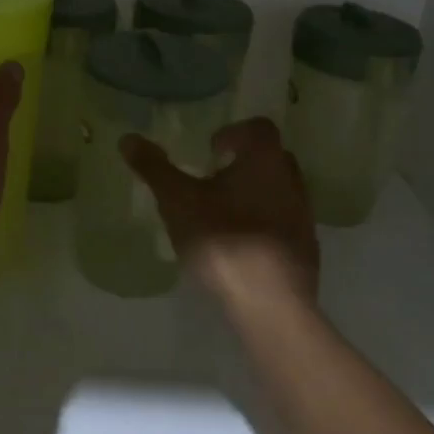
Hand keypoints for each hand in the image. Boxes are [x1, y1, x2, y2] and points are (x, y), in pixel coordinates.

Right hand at [121, 117, 318, 312]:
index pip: (258, 127)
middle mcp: (291, 180)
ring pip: (279, 190)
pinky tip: (239, 245)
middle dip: (244, 162)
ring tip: (223, 214)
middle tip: (213, 178)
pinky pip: (283, 222)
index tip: (211, 151)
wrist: (270, 306)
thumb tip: (127, 138)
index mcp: (265, 159)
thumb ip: (154, 168)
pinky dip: (263, 223)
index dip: (234, 133)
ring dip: (254, 193)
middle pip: (271, 157)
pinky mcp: (306, 249)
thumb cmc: (222, 240)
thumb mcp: (178, 201)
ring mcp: (303, 216)